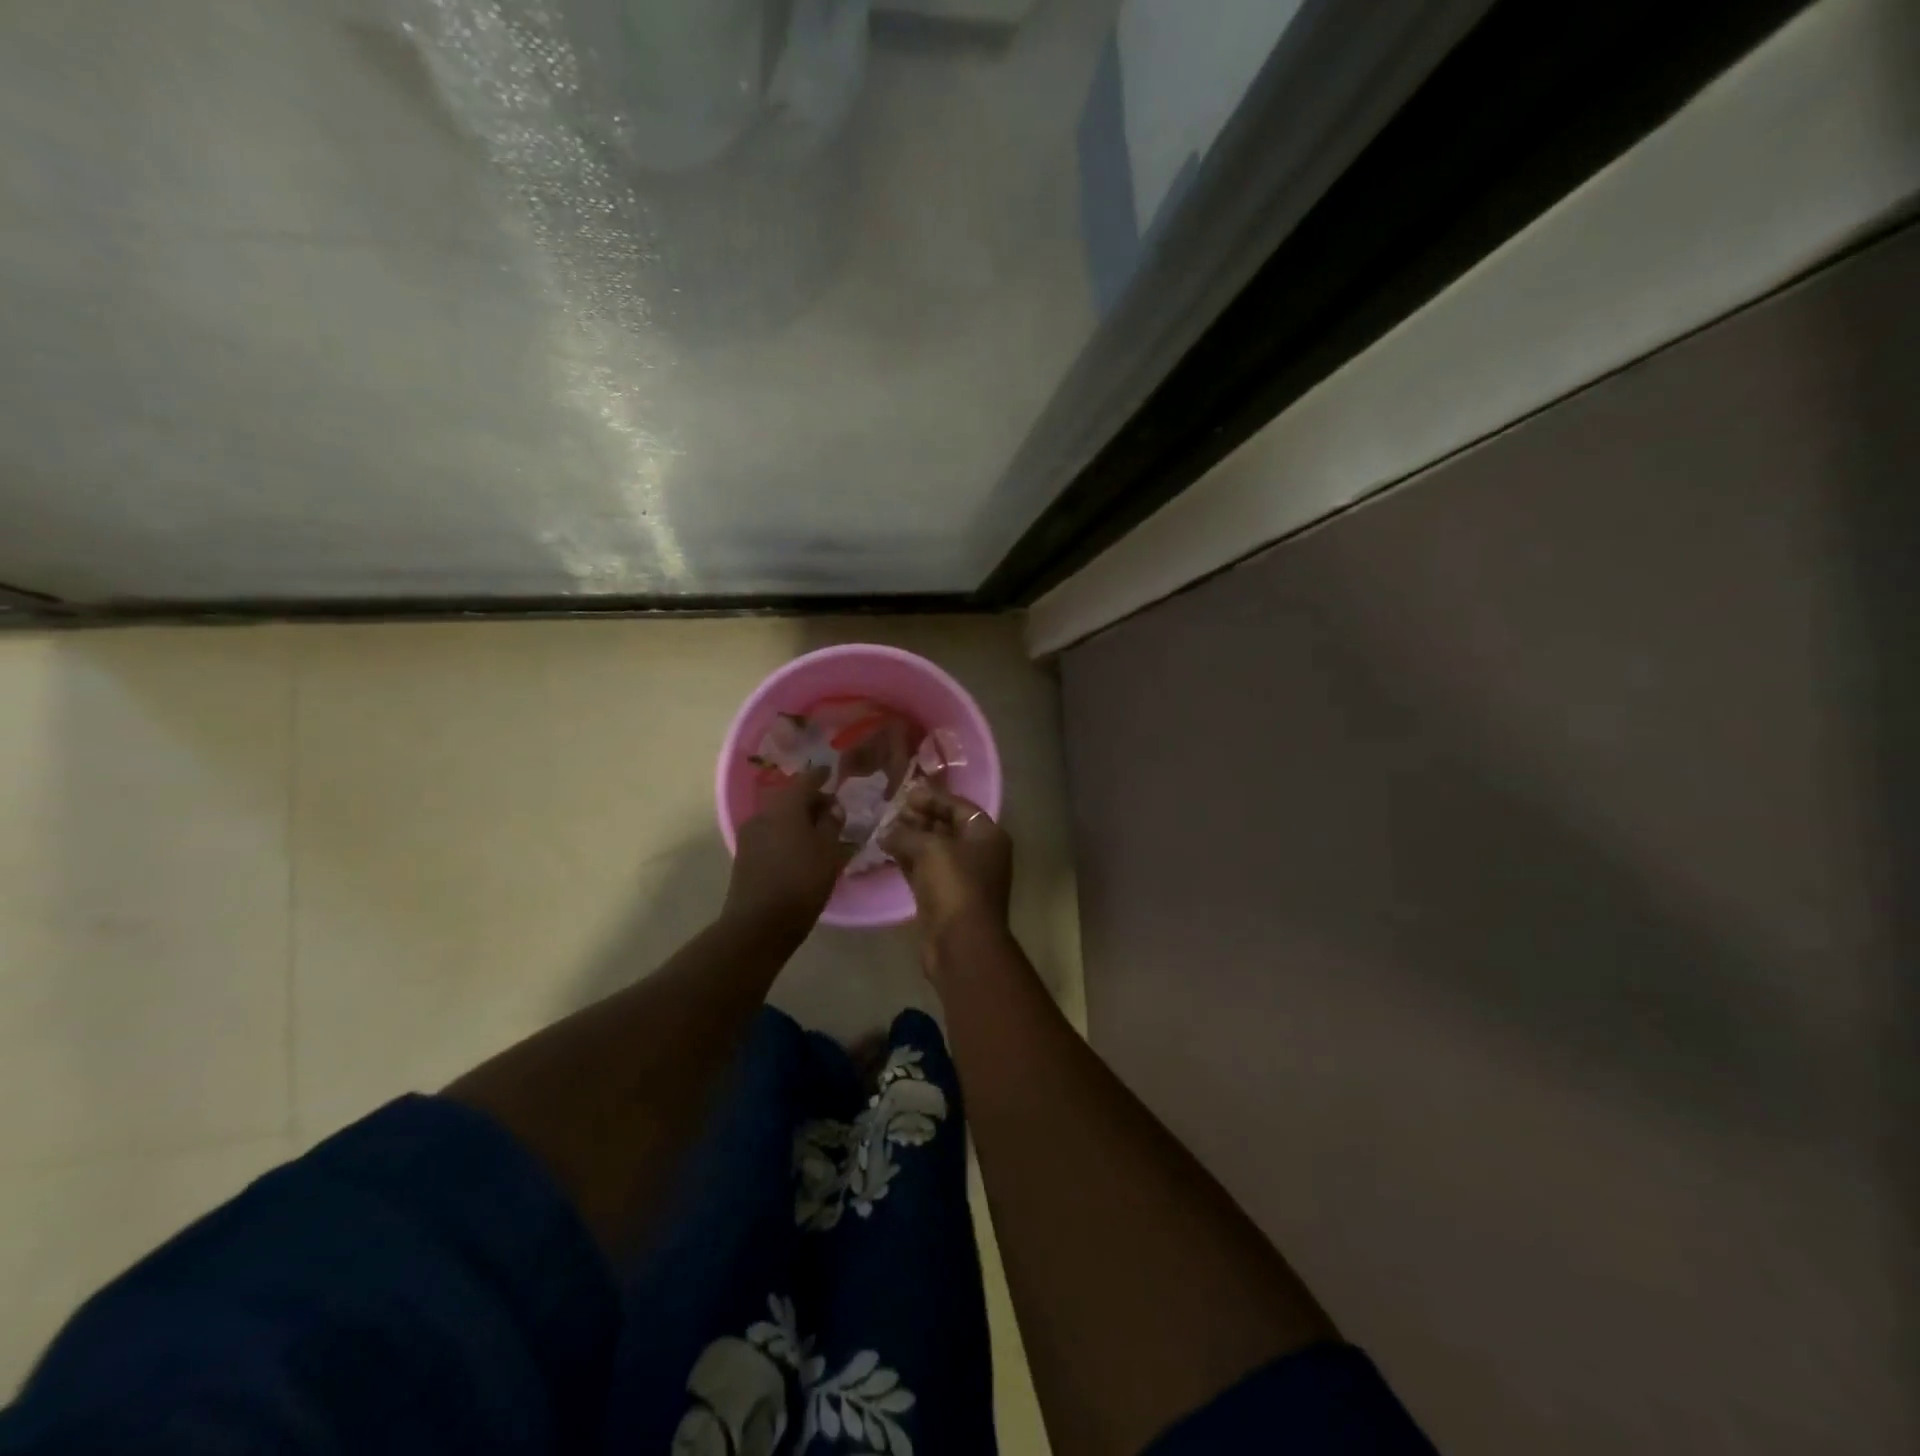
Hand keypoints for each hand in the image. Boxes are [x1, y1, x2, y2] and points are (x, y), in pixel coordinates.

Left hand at [724, 767, 850, 938]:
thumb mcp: (828, 851)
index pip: (805, 780)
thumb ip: (832, 824)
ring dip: (797, 818)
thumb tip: (832, 806)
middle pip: (789, 797)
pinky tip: (800, 847)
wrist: (758, 924)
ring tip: (819, 830)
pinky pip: (771, 833)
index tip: (832, 773)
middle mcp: (763, 814)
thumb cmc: (801, 882)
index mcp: (785, 806)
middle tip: (831, 807)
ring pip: (778, 816)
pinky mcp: (745, 855)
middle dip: (810, 799)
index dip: (821, 775)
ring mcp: (750, 835)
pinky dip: (787, 833)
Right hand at [881, 785, 1013, 950]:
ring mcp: (962, 877)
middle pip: (947, 827)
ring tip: (884, 828)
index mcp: (987, 835)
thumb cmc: (954, 885)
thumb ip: (908, 833)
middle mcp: (979, 853)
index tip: (906, 793)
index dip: (933, 797)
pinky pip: (924, 870)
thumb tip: (887, 831)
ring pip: (934, 850)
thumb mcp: (931, 849)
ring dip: (911, 839)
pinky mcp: (943, 897)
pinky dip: (908, 860)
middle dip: (920, 817)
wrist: (961, 943)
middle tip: (891, 810)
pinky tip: (886, 850)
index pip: (960, 806)